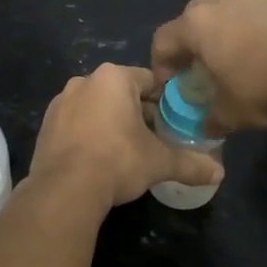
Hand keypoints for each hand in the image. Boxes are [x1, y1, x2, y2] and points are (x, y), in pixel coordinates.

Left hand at [27, 64, 222, 209]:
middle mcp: (85, 80)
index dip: (165, 100)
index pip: (149, 80)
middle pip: (121, 92)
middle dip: (138, 112)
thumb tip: (220, 173)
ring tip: (126, 151)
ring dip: (111, 122)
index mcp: (114, 77)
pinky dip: (89, 133)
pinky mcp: (46, 124)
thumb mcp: (159, 162)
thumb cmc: (117, 161)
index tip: (174, 122)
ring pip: (97, 106)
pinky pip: (76, 122)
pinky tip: (98, 158)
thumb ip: (190, 164)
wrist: (64, 189)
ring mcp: (61, 101)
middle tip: (154, 139)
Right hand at [151, 0, 266, 132]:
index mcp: (196, 25)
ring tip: (240, 62)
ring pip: (228, 14)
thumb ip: (209, 120)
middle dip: (192, 46)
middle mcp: (220, 2)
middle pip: (193, 21)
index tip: (170, 86)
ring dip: (226, 36)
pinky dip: (256, 32)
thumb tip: (205, 127)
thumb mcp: (230, 115)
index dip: (161, 65)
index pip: (162, 40)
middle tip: (202, 71)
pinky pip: (258, 16)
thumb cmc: (264, 86)